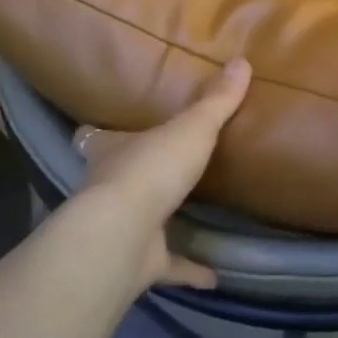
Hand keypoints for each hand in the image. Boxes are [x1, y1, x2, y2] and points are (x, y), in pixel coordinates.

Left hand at [73, 58, 251, 290]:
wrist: (125, 233)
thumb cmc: (151, 168)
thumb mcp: (192, 127)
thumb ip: (217, 101)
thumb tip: (243, 61)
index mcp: (112, 151)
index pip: (94, 138)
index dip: (97, 134)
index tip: (100, 130)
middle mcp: (108, 188)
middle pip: (114, 178)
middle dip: (131, 176)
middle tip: (158, 169)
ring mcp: (121, 229)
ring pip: (137, 223)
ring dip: (159, 224)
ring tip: (188, 219)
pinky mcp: (138, 262)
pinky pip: (167, 266)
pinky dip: (188, 271)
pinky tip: (214, 276)